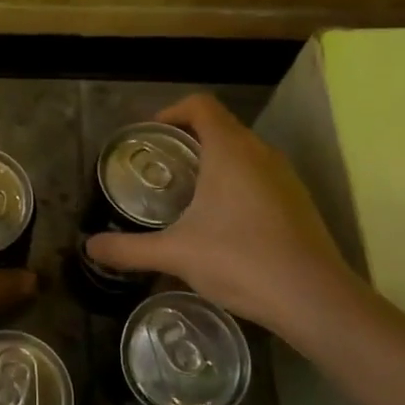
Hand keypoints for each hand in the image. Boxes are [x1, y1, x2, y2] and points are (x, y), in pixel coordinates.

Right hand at [84, 93, 368, 347]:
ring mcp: (285, 177)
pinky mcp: (298, 202)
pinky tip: (222, 223)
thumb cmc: (240, 261)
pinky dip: (236, 184)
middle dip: (187, 140)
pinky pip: (260, 176)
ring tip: (186, 195)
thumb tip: (90, 248)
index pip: (200, 105)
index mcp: (230, 150)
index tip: (149, 137)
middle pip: (220, 127)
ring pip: (243, 153)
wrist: (314, 299)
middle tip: (159, 168)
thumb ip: (129, 249)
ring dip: (214, 162)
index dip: (171, 112)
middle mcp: (261, 153)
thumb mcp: (175, 254)